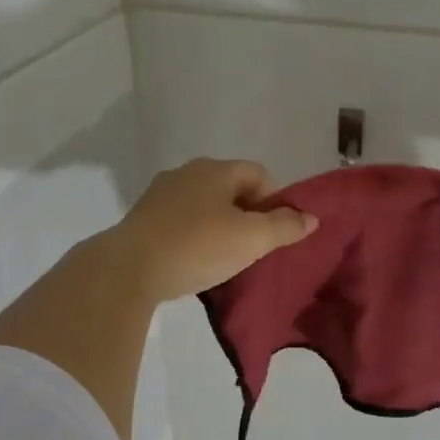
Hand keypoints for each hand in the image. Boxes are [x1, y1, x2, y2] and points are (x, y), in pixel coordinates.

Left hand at [105, 159, 317, 302]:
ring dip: (220, 226)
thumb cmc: (198, 246)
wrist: (129, 269)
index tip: (278, 231)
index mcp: (215, 170)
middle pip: (230, 188)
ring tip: (227, 257)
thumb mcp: (251, 239)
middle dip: (248, 214)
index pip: (258, 174)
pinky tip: (196, 261)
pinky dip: (195, 236)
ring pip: (204, 205)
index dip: (276, 200)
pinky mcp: (142, 220)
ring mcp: (160, 195)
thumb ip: (285, 226)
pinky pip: (181, 222)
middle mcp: (186, 173)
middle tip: (256, 246)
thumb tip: (311, 218)